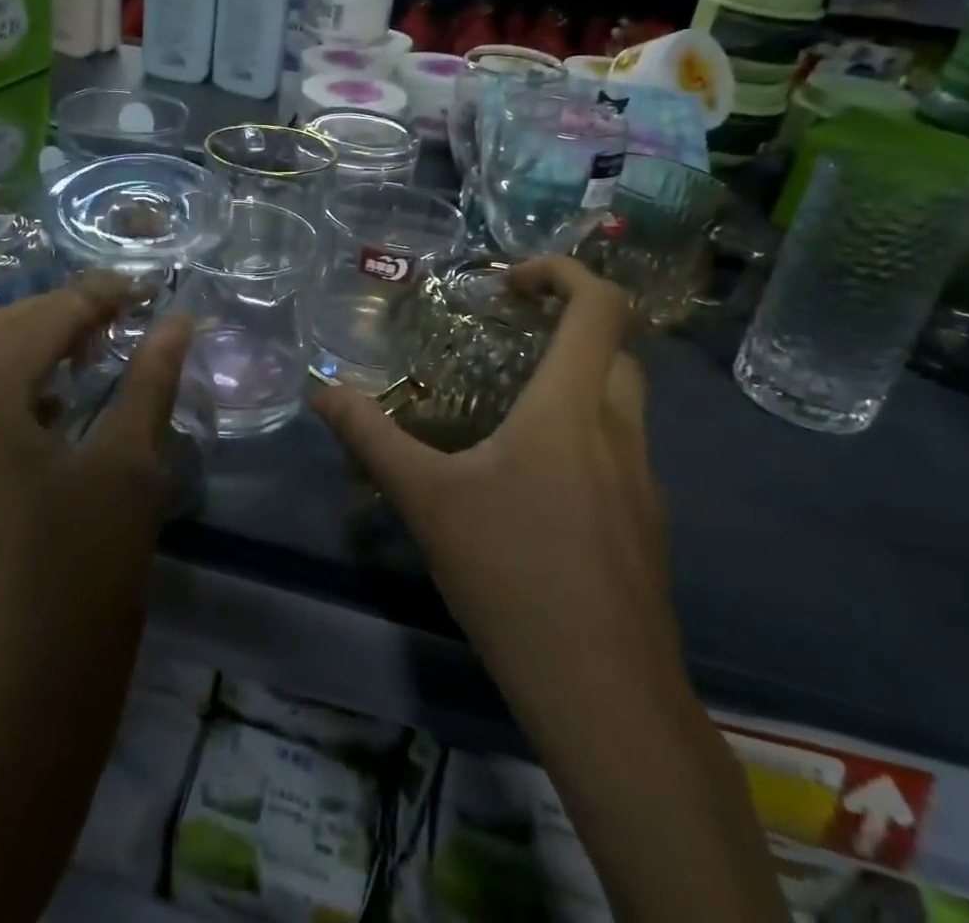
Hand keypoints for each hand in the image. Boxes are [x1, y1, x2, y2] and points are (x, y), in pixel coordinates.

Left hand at [0, 273, 192, 725]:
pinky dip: (8, 402)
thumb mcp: (127, 472)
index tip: (147, 288)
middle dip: (60, 315)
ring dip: (31, 355)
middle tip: (122, 318)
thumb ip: (149, 383)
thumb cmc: (81, 585)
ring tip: (92, 360)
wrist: (11, 721)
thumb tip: (177, 322)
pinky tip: (51, 424)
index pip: (41, 320)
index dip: (98, 296)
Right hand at [314, 259, 787, 922]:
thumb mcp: (426, 500)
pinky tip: (531, 479)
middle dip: (566, 322)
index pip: (602, 306)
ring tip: (508, 401)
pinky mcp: (646, 524)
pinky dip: (582, 430)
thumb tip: (321, 392)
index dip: (564, 272)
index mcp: (573, 407)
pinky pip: (619, 448)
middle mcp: (621, 430)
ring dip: (574, 377)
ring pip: (620, 399)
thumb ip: (371, 437)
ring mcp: (644, 481)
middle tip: (507, 331)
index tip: (510, 282)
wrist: (606, 697)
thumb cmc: (513, 577)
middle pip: (615, 347)